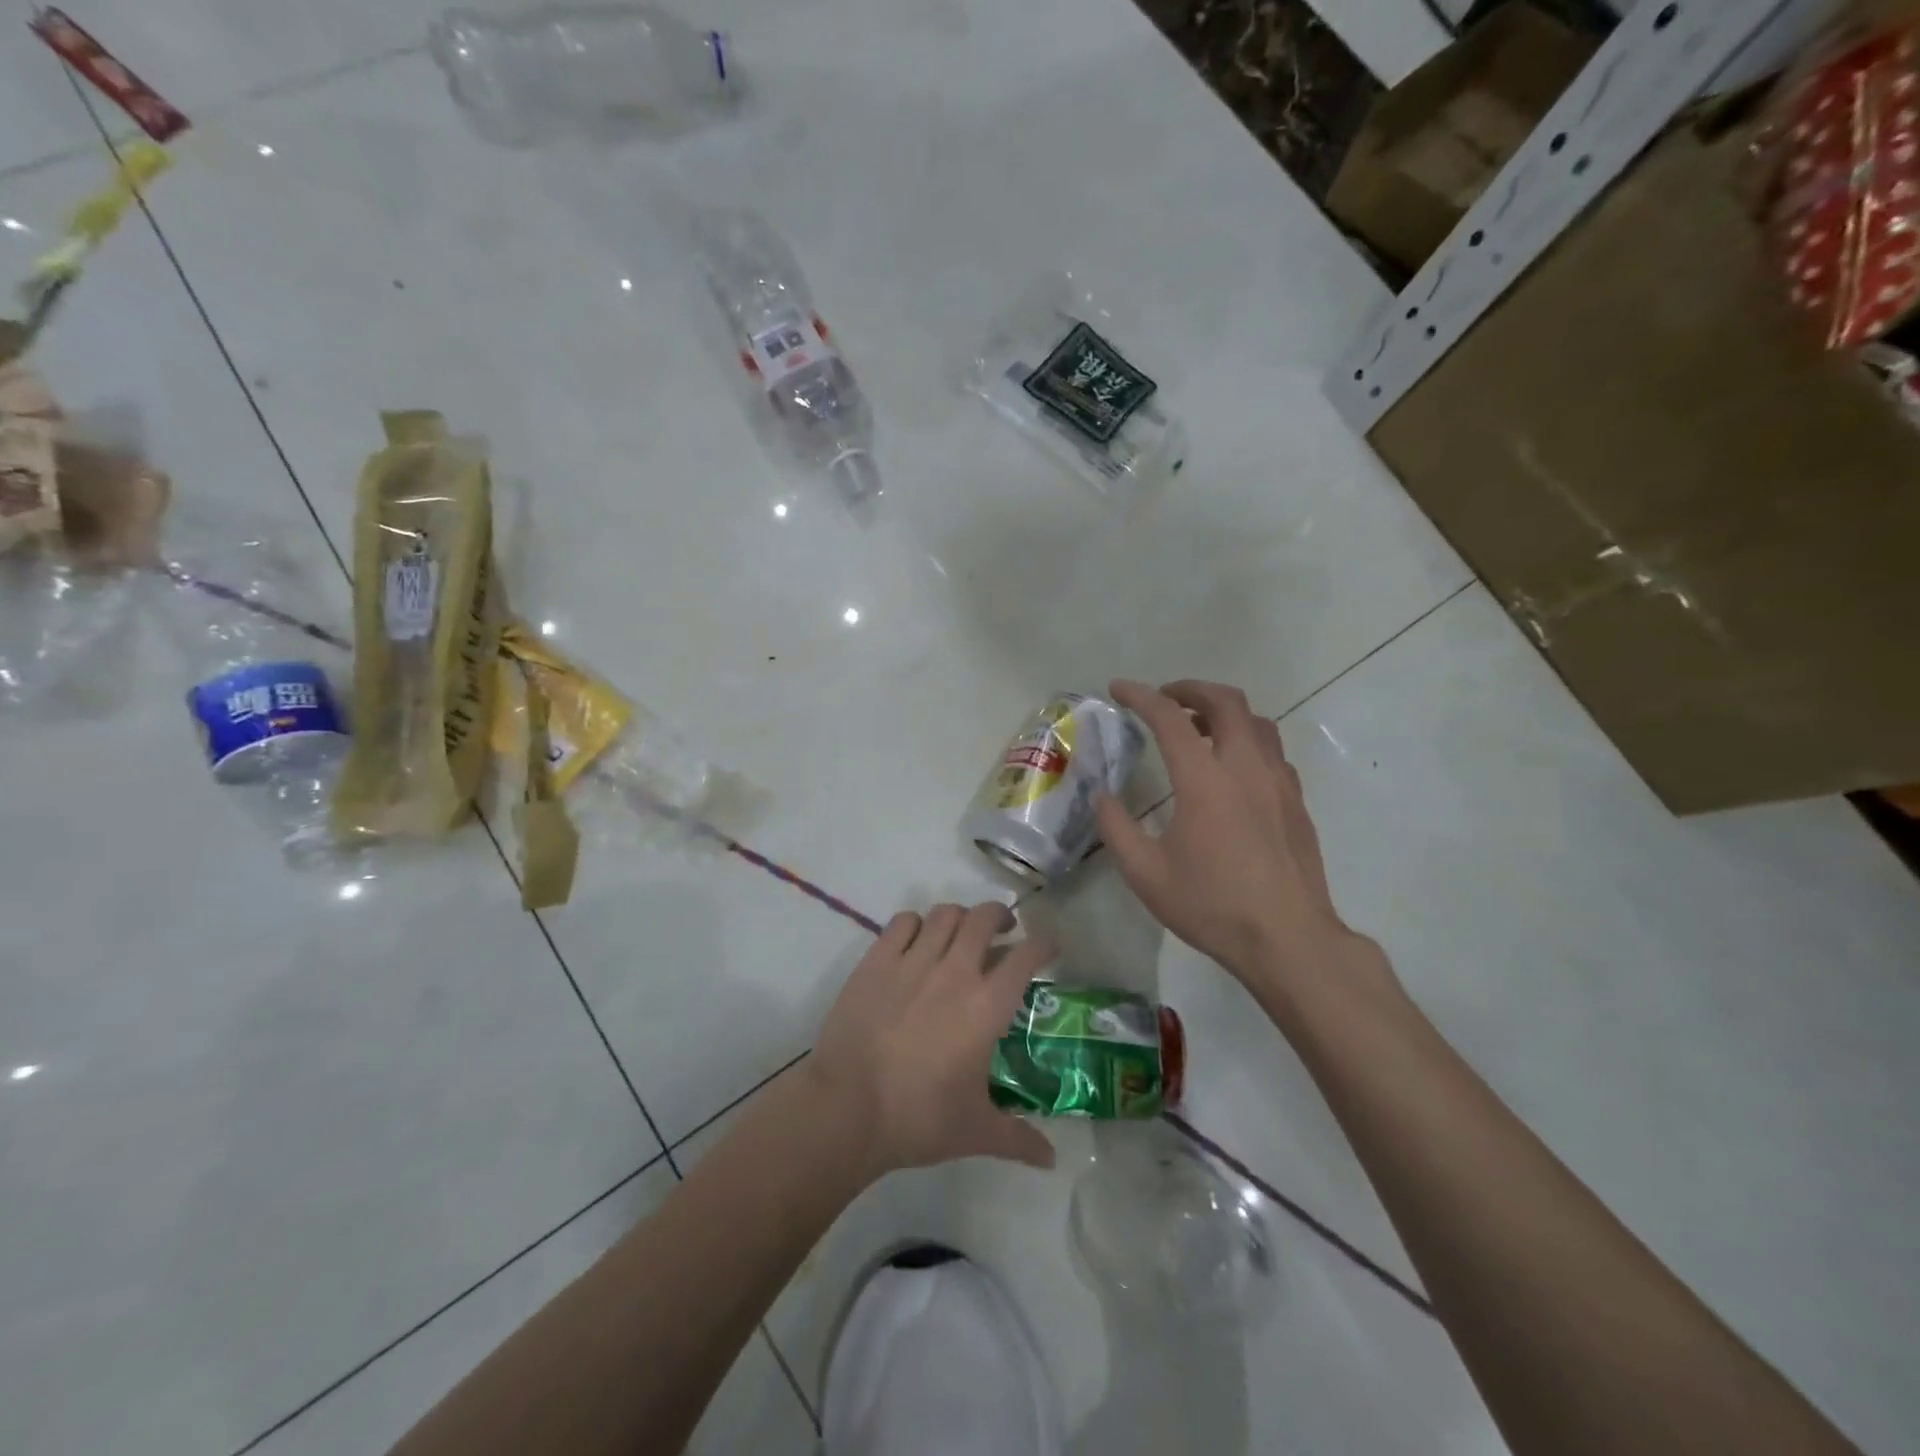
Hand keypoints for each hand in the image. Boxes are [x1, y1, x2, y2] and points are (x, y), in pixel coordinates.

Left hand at [807, 903, 1056, 1179]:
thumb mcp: (976, 1131)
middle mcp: (955, 971)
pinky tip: (916, 941)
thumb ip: (1018, 1138)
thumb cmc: (919, 1119)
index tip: (1049, 945)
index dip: (1044, 944)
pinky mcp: (876, 960)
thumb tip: (1052, 1160)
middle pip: (984, 918)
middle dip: (1000, 916)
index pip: (1026, 956)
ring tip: (960, 934)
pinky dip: (916, 924)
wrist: (847, 1108)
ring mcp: (913, 960)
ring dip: (959, 918)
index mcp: (987, 1006)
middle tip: (1003, 930)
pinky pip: (902, 922)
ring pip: (945, 914)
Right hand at [1096, 679, 1360, 992]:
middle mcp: (1245, 767)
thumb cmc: (1211, 905)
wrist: (1288, 939)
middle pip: (1225, 701)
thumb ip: (1117, 827)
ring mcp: (1278, 782)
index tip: (1119, 688)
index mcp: (1204, 779)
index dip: (1141, 696)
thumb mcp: (1145, 873)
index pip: (1170, 717)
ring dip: (1223, 712)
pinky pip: (1272, 751)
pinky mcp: (1296, 801)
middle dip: (1190, 689)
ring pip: (1256, 722)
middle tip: (1164, 699)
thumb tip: (1103, 796)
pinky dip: (1246, 741)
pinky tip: (1232, 769)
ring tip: (1198, 728)